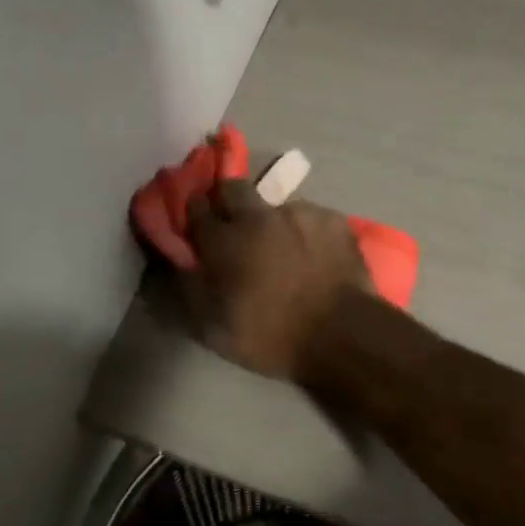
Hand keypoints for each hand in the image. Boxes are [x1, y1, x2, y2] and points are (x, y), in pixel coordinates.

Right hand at [185, 179, 368, 380]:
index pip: (196, 207)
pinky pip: (309, 217)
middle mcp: (258, 216)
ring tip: (283, 249)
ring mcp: (299, 213)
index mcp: (225, 241)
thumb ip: (191, 289)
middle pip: (232, 187)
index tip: (194, 222)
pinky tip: (313, 254)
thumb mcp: (215, 330)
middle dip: (226, 200)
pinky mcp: (332, 218)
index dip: (192, 212)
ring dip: (270, 221)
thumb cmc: (273, 337)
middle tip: (233, 226)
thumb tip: (181, 261)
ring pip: (274, 205)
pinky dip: (305, 232)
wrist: (343, 335)